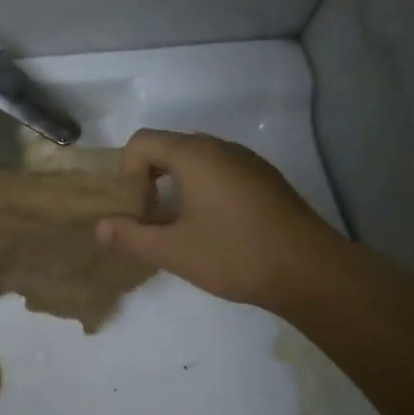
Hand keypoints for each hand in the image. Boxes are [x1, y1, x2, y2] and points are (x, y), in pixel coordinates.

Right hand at [96, 129, 340, 310]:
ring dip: (175, 186)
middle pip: (168, 148)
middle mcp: (221, 148)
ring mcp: (248, 162)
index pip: (142, 142)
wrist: (312, 272)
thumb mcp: (174, 251)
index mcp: (195, 156)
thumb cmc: (236, 255)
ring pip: (196, 161)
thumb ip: (131, 237)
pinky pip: (220, 172)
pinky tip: (211, 228)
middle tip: (147, 218)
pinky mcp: (265, 180)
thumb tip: (101, 227)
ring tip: (176, 226)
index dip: (126, 172)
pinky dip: (202, 190)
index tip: (134, 208)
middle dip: (148, 179)